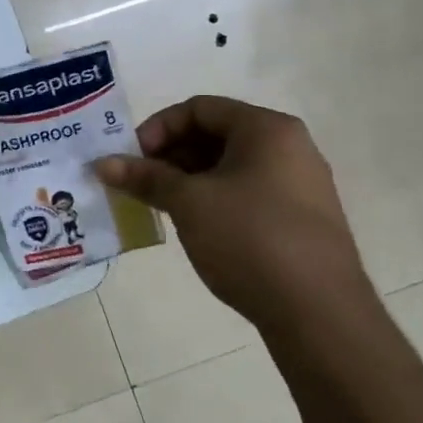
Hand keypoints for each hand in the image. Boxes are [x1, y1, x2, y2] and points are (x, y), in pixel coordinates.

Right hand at [93, 96, 374, 331]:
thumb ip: (145, 177)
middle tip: (139, 182)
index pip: (199, 108)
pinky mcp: (300, 219)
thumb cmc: (250, 239)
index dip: (158, 128)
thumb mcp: (188, 203)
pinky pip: (246, 192)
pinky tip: (193, 225)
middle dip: (169, 155)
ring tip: (159, 205)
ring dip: (187, 179)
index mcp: (267, 129)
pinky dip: (212, 199)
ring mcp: (299, 185)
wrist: (320, 314)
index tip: (132, 158)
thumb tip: (102, 164)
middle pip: (215, 134)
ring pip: (229, 166)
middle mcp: (290, 148)